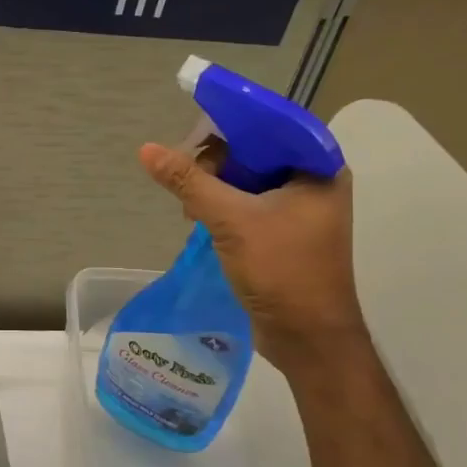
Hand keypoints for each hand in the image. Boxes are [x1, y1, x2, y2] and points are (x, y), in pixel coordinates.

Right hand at [140, 142, 365, 368]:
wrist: (308, 339)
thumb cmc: (282, 270)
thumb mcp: (231, 220)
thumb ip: (189, 181)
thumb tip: (147, 149)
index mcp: (319, 169)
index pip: (271, 127)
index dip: (231, 127)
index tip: (195, 138)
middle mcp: (315, 183)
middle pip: (257, 152)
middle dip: (218, 164)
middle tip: (188, 181)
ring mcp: (301, 211)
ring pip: (249, 180)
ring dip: (215, 188)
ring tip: (191, 208)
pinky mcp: (285, 233)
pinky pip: (249, 204)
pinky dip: (223, 207)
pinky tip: (200, 221)